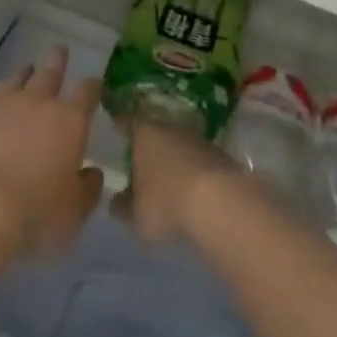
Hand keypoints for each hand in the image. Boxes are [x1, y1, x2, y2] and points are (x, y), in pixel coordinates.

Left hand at [0, 46, 104, 258]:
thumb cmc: (32, 211)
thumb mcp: (73, 212)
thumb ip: (87, 190)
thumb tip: (92, 173)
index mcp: (68, 120)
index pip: (86, 93)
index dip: (92, 86)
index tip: (95, 82)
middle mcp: (35, 102)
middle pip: (48, 73)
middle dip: (56, 61)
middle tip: (59, 49)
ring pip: (13, 81)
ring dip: (21, 77)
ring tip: (24, 72)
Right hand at [115, 115, 247, 244]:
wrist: (220, 202)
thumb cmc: (166, 202)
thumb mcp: (136, 214)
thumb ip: (123, 207)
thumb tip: (116, 202)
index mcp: (143, 132)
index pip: (127, 121)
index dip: (121, 124)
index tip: (116, 124)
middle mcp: (169, 127)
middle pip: (154, 129)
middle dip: (148, 141)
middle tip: (139, 154)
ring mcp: (196, 138)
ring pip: (177, 142)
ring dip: (172, 155)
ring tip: (165, 174)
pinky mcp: (218, 153)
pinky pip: (196, 157)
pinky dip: (191, 168)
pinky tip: (189, 185)